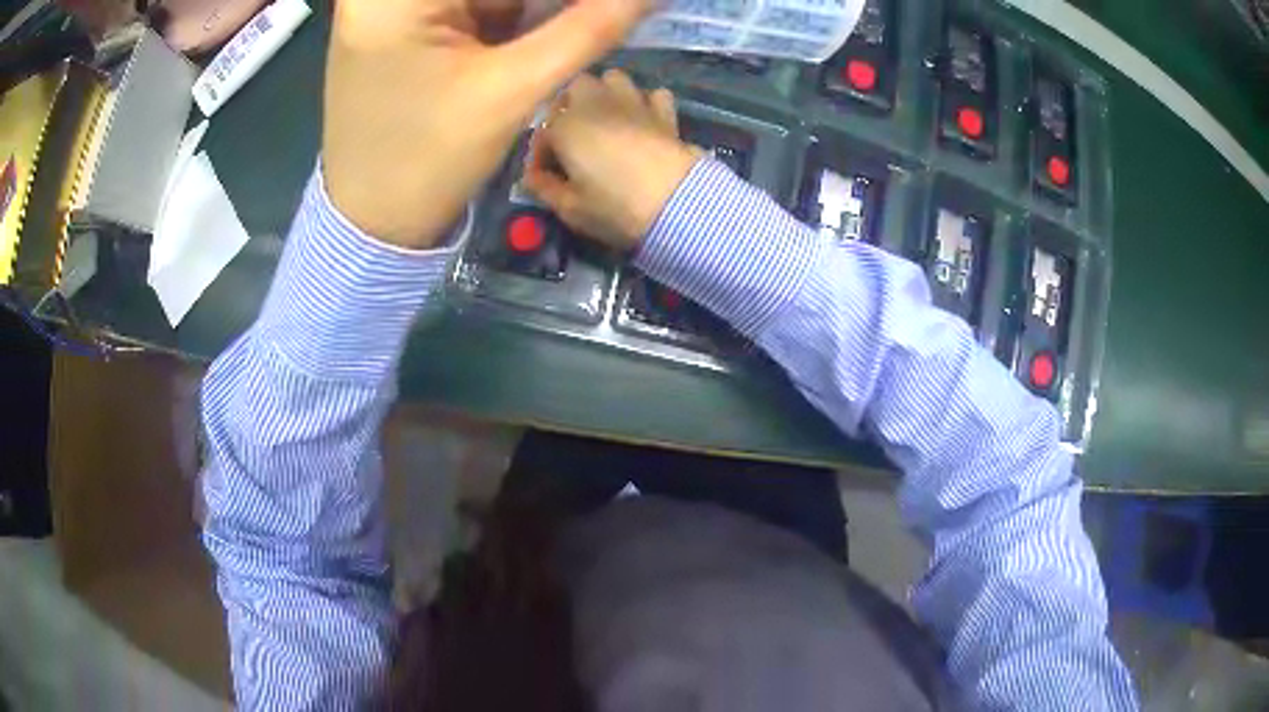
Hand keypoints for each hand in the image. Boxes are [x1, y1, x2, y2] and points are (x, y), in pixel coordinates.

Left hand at [322, 0, 655, 249]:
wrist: (373, 225)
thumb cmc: (426, 162)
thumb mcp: (509, 89)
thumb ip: (587, 29)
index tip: (613, 7)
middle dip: (550, 4)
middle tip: (606, 15)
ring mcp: (399, 10)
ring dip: (541, 8)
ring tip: (591, 21)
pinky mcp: (410, 29)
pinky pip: (478, 10)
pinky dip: (521, 17)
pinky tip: (562, 24)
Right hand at [523, 69, 699, 250]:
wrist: (676, 203)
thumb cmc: (614, 207)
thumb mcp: (570, 208)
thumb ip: (544, 188)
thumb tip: (533, 178)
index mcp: (565, 125)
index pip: (541, 131)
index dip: (540, 155)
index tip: (543, 177)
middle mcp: (595, 103)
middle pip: (574, 87)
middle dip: (568, 105)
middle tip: (572, 136)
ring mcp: (633, 102)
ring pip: (612, 79)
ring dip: (606, 94)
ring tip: (607, 120)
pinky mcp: (663, 111)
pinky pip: (652, 93)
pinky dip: (646, 102)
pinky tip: (644, 122)